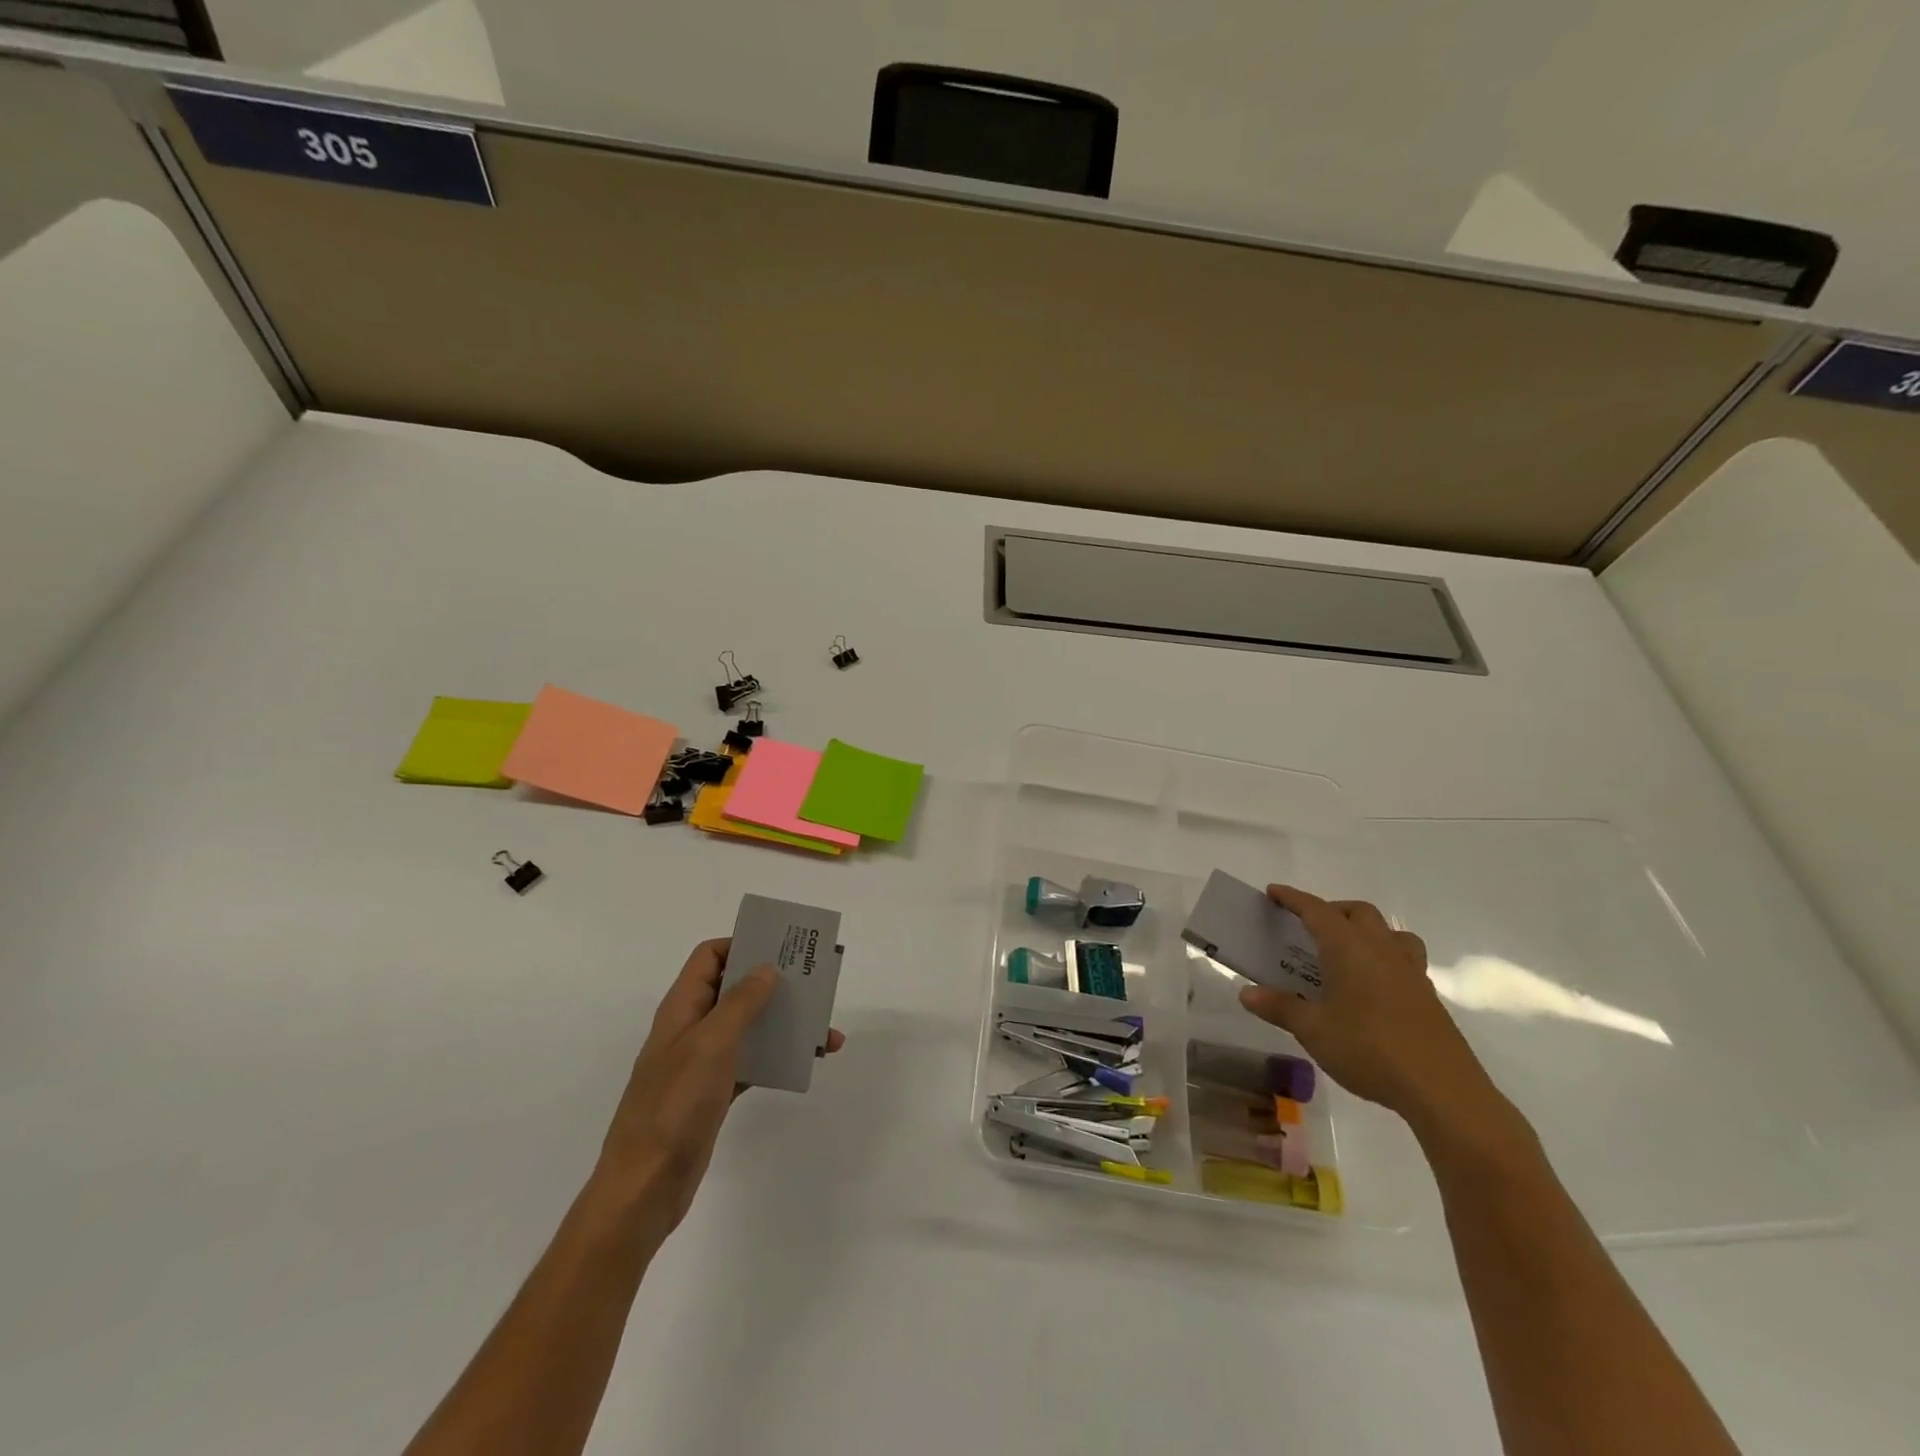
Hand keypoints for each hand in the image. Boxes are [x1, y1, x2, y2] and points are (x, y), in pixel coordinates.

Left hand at [591, 938, 844, 1241]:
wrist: (645, 1187)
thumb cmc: (675, 1105)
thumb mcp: (710, 1044)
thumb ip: (741, 1002)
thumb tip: (766, 968)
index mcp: (683, 1008)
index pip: (710, 957)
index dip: (741, 944)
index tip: (780, 947)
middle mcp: (692, 1028)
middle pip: (734, 988)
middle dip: (773, 982)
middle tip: (813, 982)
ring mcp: (702, 1063)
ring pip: (748, 1026)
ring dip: (783, 1022)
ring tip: (824, 1029)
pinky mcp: (714, 1093)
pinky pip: (752, 1061)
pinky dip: (777, 1057)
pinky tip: (806, 1061)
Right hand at [1237, 886, 1500, 1137]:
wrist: (1443, 1090)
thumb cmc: (1369, 1050)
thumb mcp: (1313, 1030)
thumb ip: (1280, 1007)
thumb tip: (1246, 992)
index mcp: (1350, 948)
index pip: (1317, 910)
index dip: (1293, 899)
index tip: (1273, 892)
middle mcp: (1382, 950)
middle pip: (1358, 912)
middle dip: (1331, 910)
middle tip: (1308, 926)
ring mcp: (1410, 972)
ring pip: (1389, 932)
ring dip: (1365, 930)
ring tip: (1347, 950)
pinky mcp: (1428, 996)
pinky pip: (1404, 959)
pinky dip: (1383, 958)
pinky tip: (1372, 986)